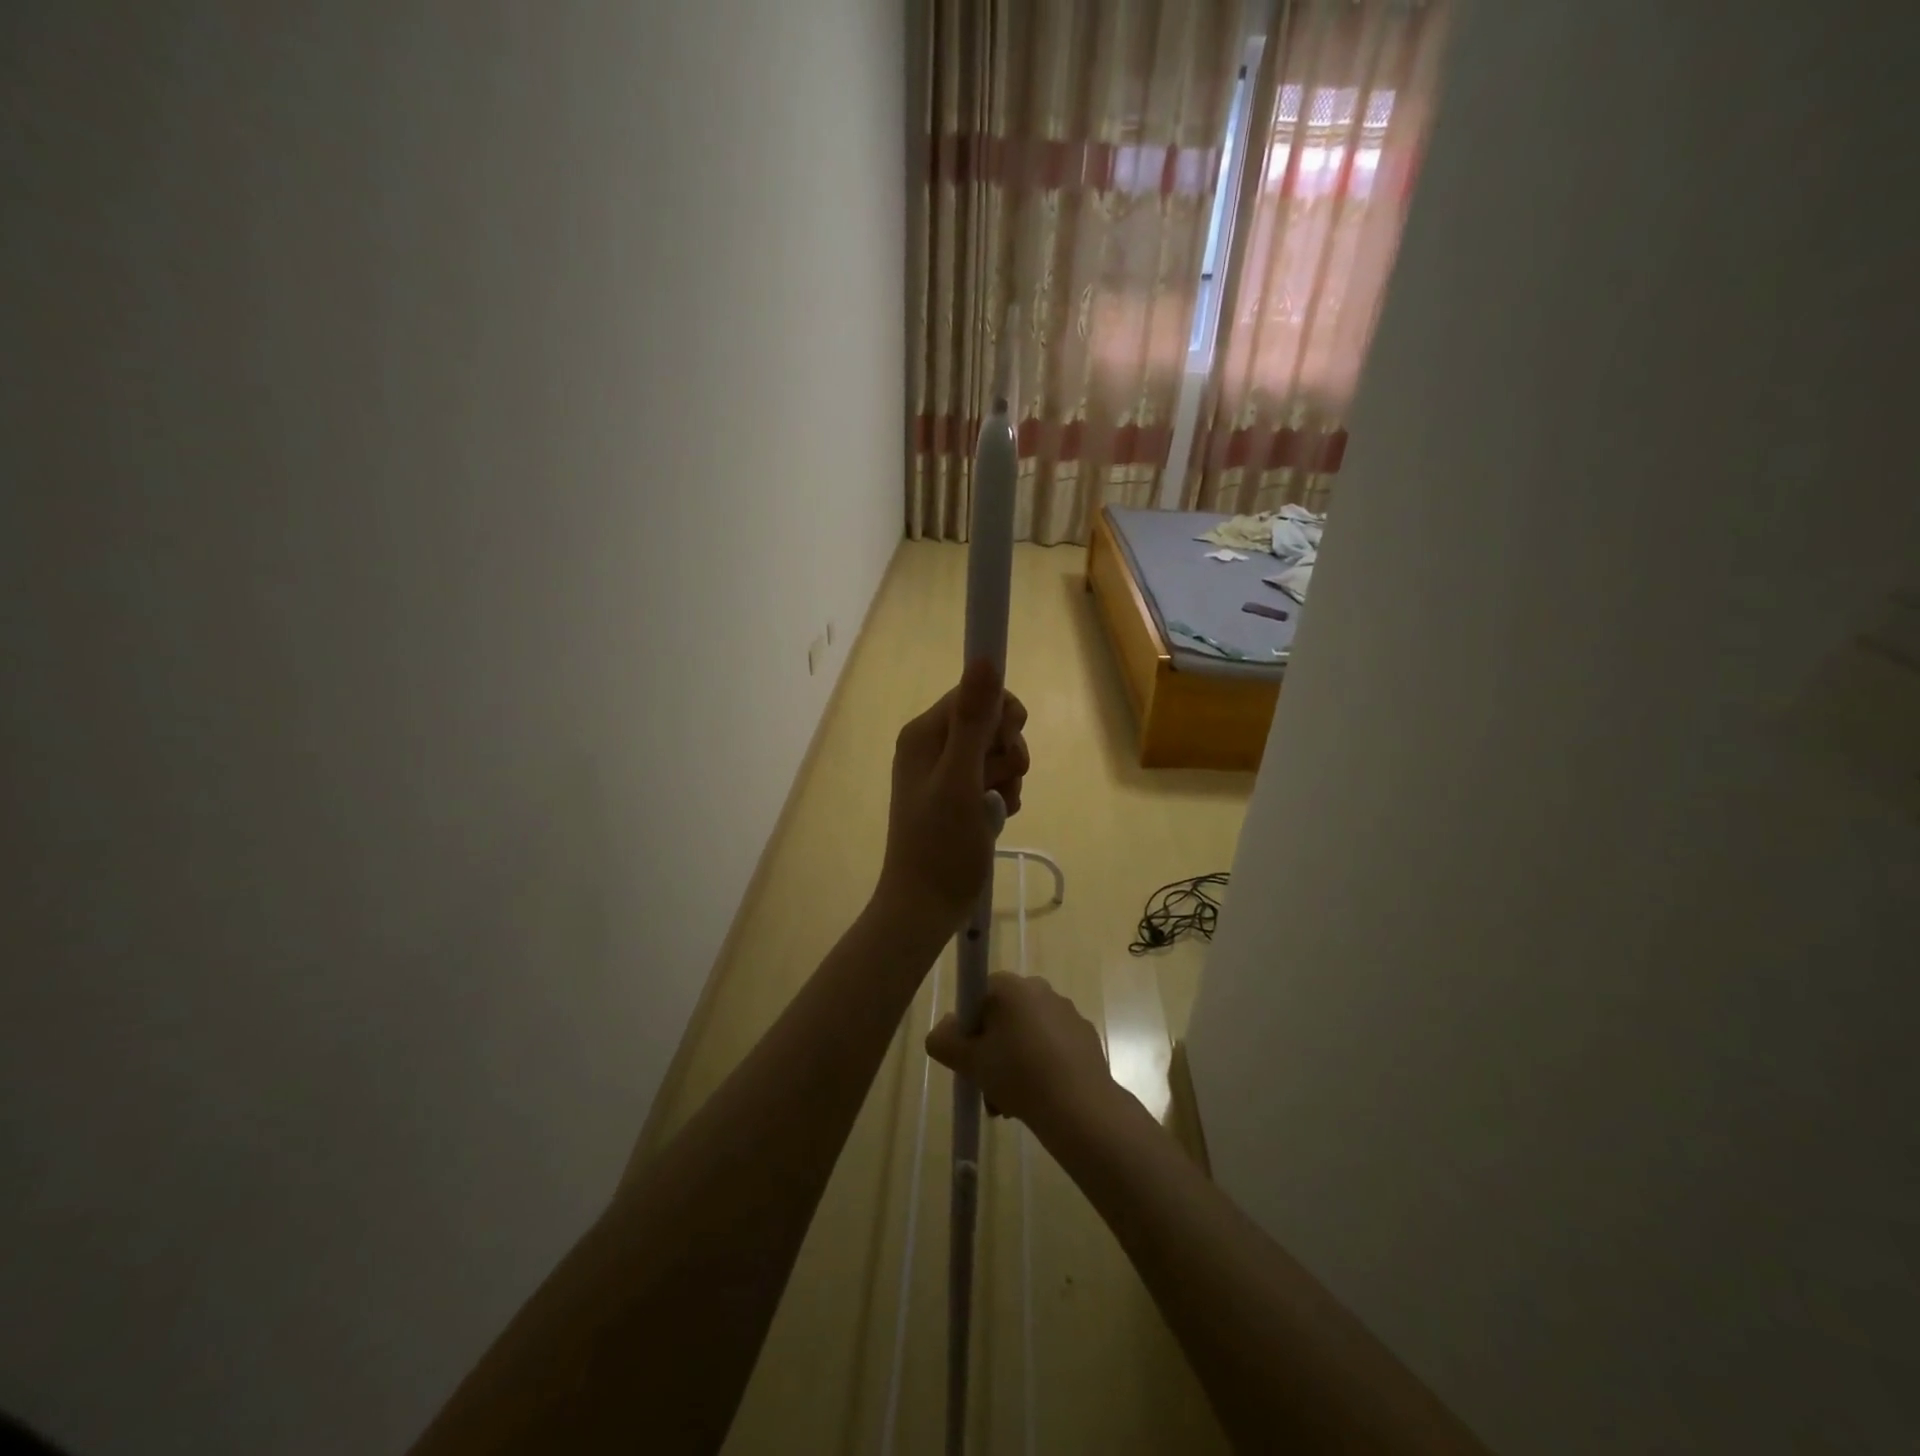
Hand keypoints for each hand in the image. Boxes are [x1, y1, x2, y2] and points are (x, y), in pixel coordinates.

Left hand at [876, 659, 1029, 929]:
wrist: (926, 906)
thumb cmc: (941, 845)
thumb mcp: (961, 780)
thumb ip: (975, 720)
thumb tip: (985, 658)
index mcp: (924, 734)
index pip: (975, 693)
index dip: (1000, 715)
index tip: (1008, 742)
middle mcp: (932, 746)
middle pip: (990, 723)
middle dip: (1006, 751)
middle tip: (998, 782)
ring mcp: (945, 772)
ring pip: (997, 753)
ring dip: (1007, 778)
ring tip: (995, 808)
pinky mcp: (957, 796)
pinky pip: (993, 779)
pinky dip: (1002, 796)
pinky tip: (996, 818)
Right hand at [925, 973, 1113, 1133]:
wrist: (1078, 1106)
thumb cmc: (1017, 1074)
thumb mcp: (968, 1061)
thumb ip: (943, 1041)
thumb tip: (943, 1031)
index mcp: (1012, 987)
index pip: (980, 995)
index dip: (970, 1026)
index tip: (970, 1056)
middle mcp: (1041, 990)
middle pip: (1004, 1017)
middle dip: (992, 1050)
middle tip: (986, 1085)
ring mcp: (1067, 1013)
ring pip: (1028, 1035)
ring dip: (1014, 1063)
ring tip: (1009, 1104)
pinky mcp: (1086, 1037)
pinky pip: (1053, 1047)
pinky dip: (1042, 1067)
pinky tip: (1038, 1099)